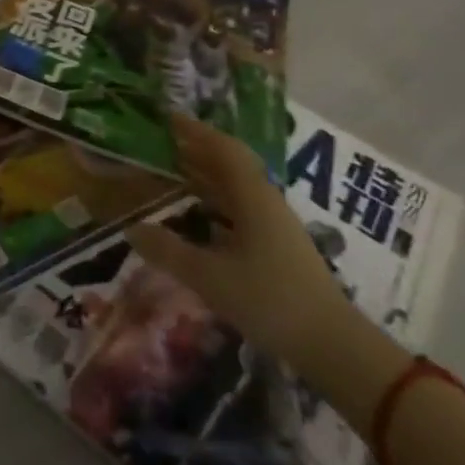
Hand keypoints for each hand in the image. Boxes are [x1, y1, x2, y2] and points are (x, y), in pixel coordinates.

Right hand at [126, 115, 355, 373]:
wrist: (333, 346)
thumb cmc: (269, 300)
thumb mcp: (209, 277)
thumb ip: (168, 251)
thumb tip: (131, 228)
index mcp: (252, 197)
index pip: (222, 148)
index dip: (195, 130)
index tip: (167, 118)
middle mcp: (265, 201)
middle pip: (229, 164)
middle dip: (197, 150)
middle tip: (162, 143)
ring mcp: (274, 224)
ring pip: (236, 187)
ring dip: (206, 175)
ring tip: (174, 173)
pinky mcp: (278, 246)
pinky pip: (240, 208)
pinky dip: (216, 201)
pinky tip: (199, 216)